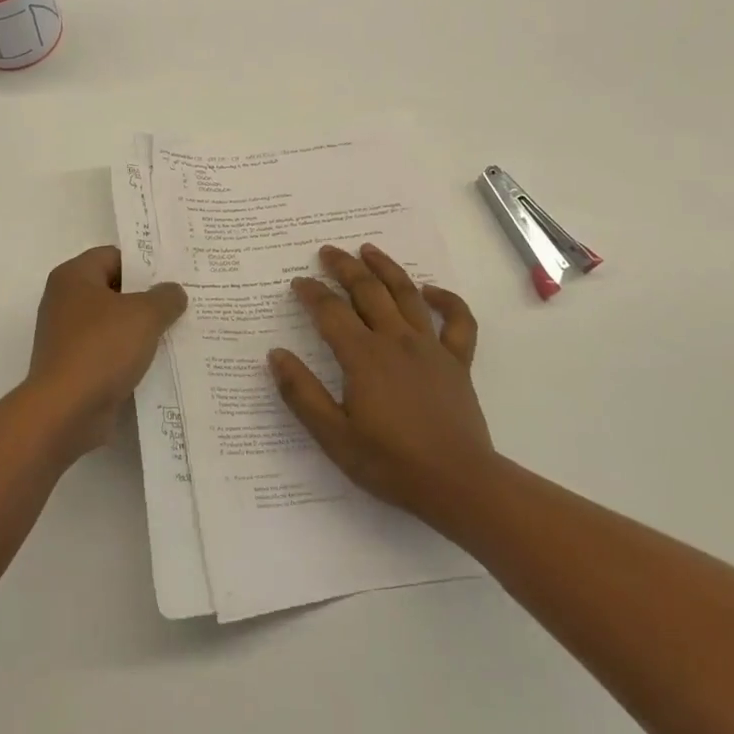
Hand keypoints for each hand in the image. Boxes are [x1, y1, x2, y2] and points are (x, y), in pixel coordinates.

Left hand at [24, 246, 186, 458]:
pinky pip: (108, 352)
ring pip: (113, 324)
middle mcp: (65, 301)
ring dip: (140, 330)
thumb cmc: (101, 349)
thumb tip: (173, 292)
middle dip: (147, 298)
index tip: (174, 276)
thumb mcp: (144, 315)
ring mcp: (67, 337)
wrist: (65, 412)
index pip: (113, 256)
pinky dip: (129, 356)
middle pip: (113, 290)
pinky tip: (158, 363)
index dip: (144, 264)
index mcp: (74, 277)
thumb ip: (165, 297)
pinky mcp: (73, 367)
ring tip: (177, 333)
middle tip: (182, 303)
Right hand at [270, 243, 493, 527]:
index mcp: (363, 356)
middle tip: (327, 252)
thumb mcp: (333, 436)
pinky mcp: (457, 362)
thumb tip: (276, 355)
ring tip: (368, 249)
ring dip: (386, 268)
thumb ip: (302, 393)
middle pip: (367, 290)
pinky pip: (457, 321)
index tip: (298, 282)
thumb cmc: (390, 462)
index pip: (330, 311)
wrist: (458, 484)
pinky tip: (431, 291)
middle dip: (344, 267)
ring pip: (406, 294)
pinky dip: (446, 300)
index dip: (311, 293)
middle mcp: (395, 340)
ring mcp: (430, 347)